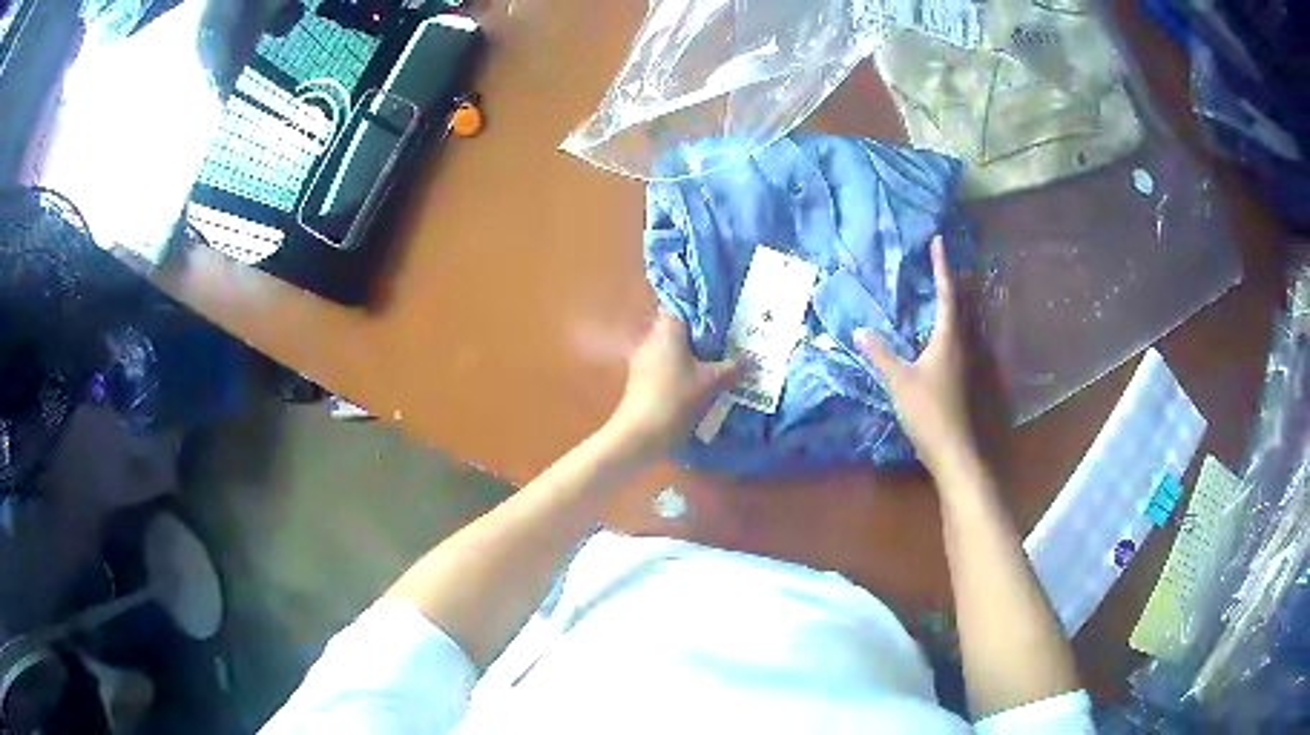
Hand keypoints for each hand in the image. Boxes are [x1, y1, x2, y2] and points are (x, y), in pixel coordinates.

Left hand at [607, 312, 740, 456]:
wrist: (640, 435)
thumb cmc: (675, 399)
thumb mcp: (711, 383)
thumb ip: (731, 367)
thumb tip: (749, 359)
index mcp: (667, 331)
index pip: (680, 305)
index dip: (698, 307)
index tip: (719, 314)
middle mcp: (651, 340)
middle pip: (677, 329)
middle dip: (699, 335)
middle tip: (725, 340)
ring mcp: (642, 361)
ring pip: (671, 350)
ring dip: (690, 355)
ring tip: (716, 363)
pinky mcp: (640, 381)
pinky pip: (665, 367)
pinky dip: (680, 371)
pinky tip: (698, 383)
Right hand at [855, 237, 974, 475]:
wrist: (955, 449)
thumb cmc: (928, 411)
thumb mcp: (900, 381)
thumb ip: (881, 355)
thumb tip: (859, 330)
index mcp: (949, 338)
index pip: (946, 293)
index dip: (941, 266)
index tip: (939, 241)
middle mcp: (966, 344)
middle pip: (964, 305)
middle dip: (957, 281)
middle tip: (950, 263)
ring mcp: (971, 362)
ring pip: (969, 323)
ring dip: (962, 303)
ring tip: (954, 290)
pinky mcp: (969, 378)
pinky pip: (966, 340)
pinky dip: (959, 326)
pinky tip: (951, 335)